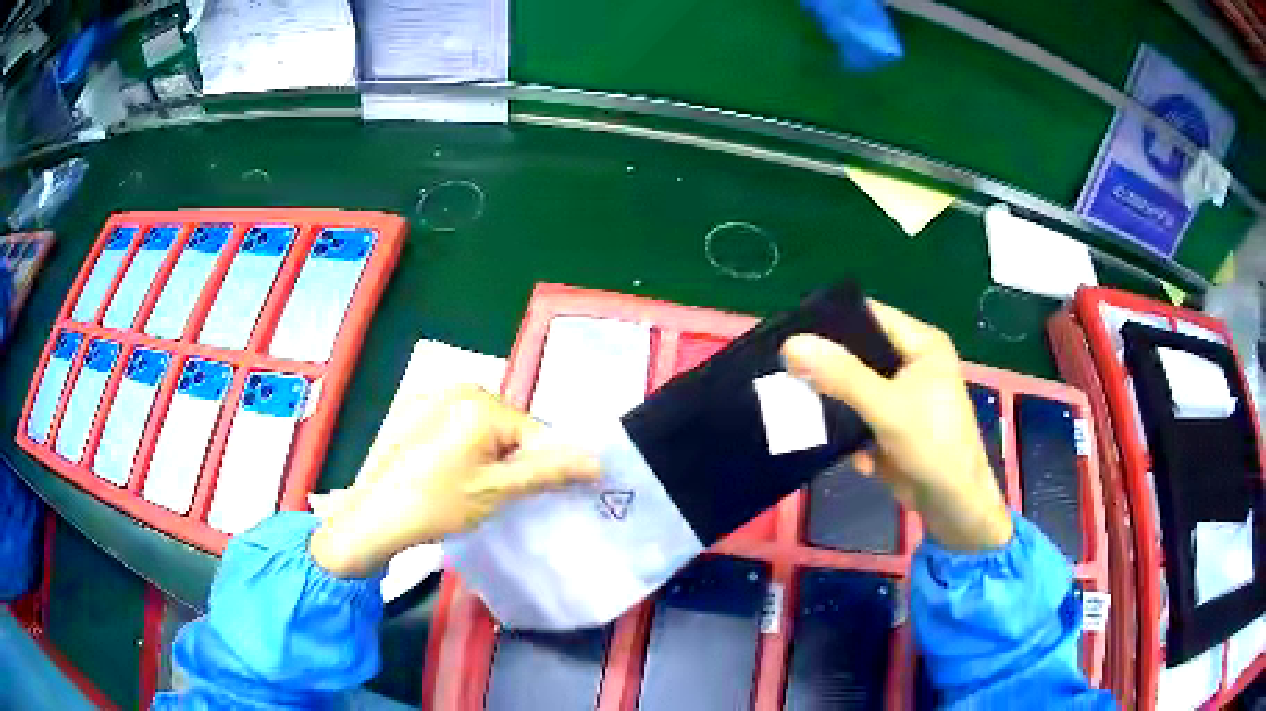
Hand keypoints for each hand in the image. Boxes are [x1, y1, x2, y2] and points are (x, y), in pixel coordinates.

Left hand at [309, 385, 599, 576]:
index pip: (535, 432)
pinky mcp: (413, 409)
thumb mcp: (496, 491)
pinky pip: (456, 425)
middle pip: (508, 426)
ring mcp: (431, 395)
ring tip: (469, 488)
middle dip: (511, 460)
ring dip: (487, 455)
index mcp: (480, 401)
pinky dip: (462, 448)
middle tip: (495, 496)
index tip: (527, 498)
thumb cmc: (435, 504)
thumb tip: (597, 462)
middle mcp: (457, 386)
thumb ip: (548, 472)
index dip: (539, 467)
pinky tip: (445, 475)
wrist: (371, 518)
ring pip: (483, 427)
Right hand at [781, 300, 1012, 550]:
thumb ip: (841, 375)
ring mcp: (905, 396)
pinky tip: (855, 456)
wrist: (954, 506)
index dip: (831, 322)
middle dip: (828, 369)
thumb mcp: (886, 407)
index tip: (788, 334)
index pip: (869, 316)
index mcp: (922, 344)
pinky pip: (862, 416)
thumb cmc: (932, 445)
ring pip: (856, 388)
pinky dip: (853, 433)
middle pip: (860, 353)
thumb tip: (790, 344)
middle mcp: (914, 363)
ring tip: (804, 413)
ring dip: (837, 406)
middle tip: (787, 374)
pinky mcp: (896, 425)